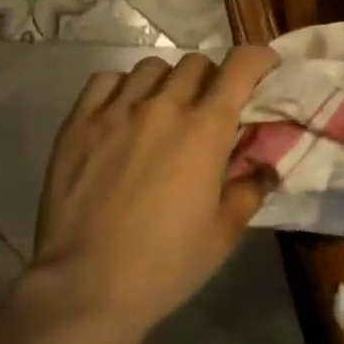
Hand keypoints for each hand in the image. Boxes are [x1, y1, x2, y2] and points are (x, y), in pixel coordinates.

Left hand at [31, 48, 279, 333]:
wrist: (85, 286)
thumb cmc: (165, 264)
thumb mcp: (223, 234)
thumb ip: (249, 191)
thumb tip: (265, 167)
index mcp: (205, 129)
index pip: (240, 66)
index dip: (258, 57)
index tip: (265, 66)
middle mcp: (163, 107)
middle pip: (196, 63)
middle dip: (212, 78)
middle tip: (210, 107)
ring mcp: (116, 110)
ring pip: (152, 67)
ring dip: (168, 81)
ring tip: (164, 109)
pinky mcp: (79, 123)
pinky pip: (106, 80)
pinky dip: (123, 87)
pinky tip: (123, 111)